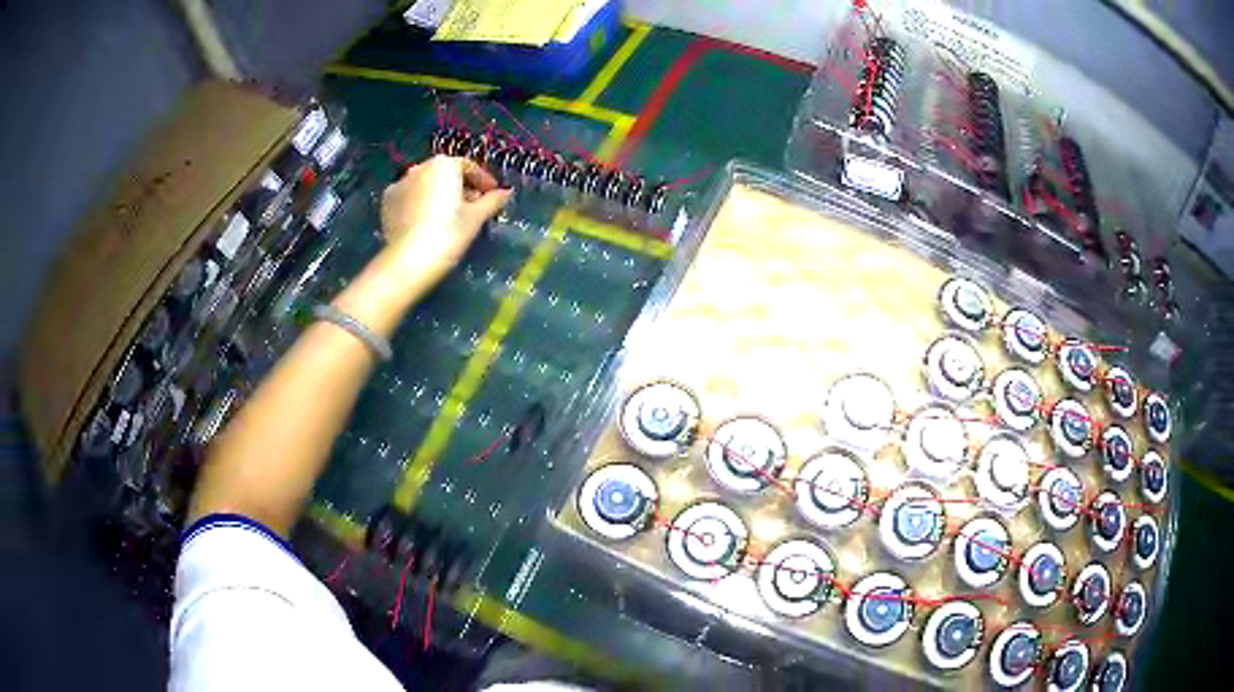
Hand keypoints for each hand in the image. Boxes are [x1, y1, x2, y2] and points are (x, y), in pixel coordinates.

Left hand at [379, 155, 512, 287]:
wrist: (410, 259)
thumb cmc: (449, 232)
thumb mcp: (476, 217)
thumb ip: (492, 201)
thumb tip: (506, 193)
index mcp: (444, 164)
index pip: (468, 167)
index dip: (483, 181)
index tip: (492, 196)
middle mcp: (420, 167)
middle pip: (445, 173)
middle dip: (460, 187)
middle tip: (472, 207)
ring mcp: (400, 183)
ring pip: (426, 184)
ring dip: (439, 194)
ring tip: (449, 216)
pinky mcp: (387, 202)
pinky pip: (410, 197)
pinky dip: (420, 203)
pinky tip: (427, 221)